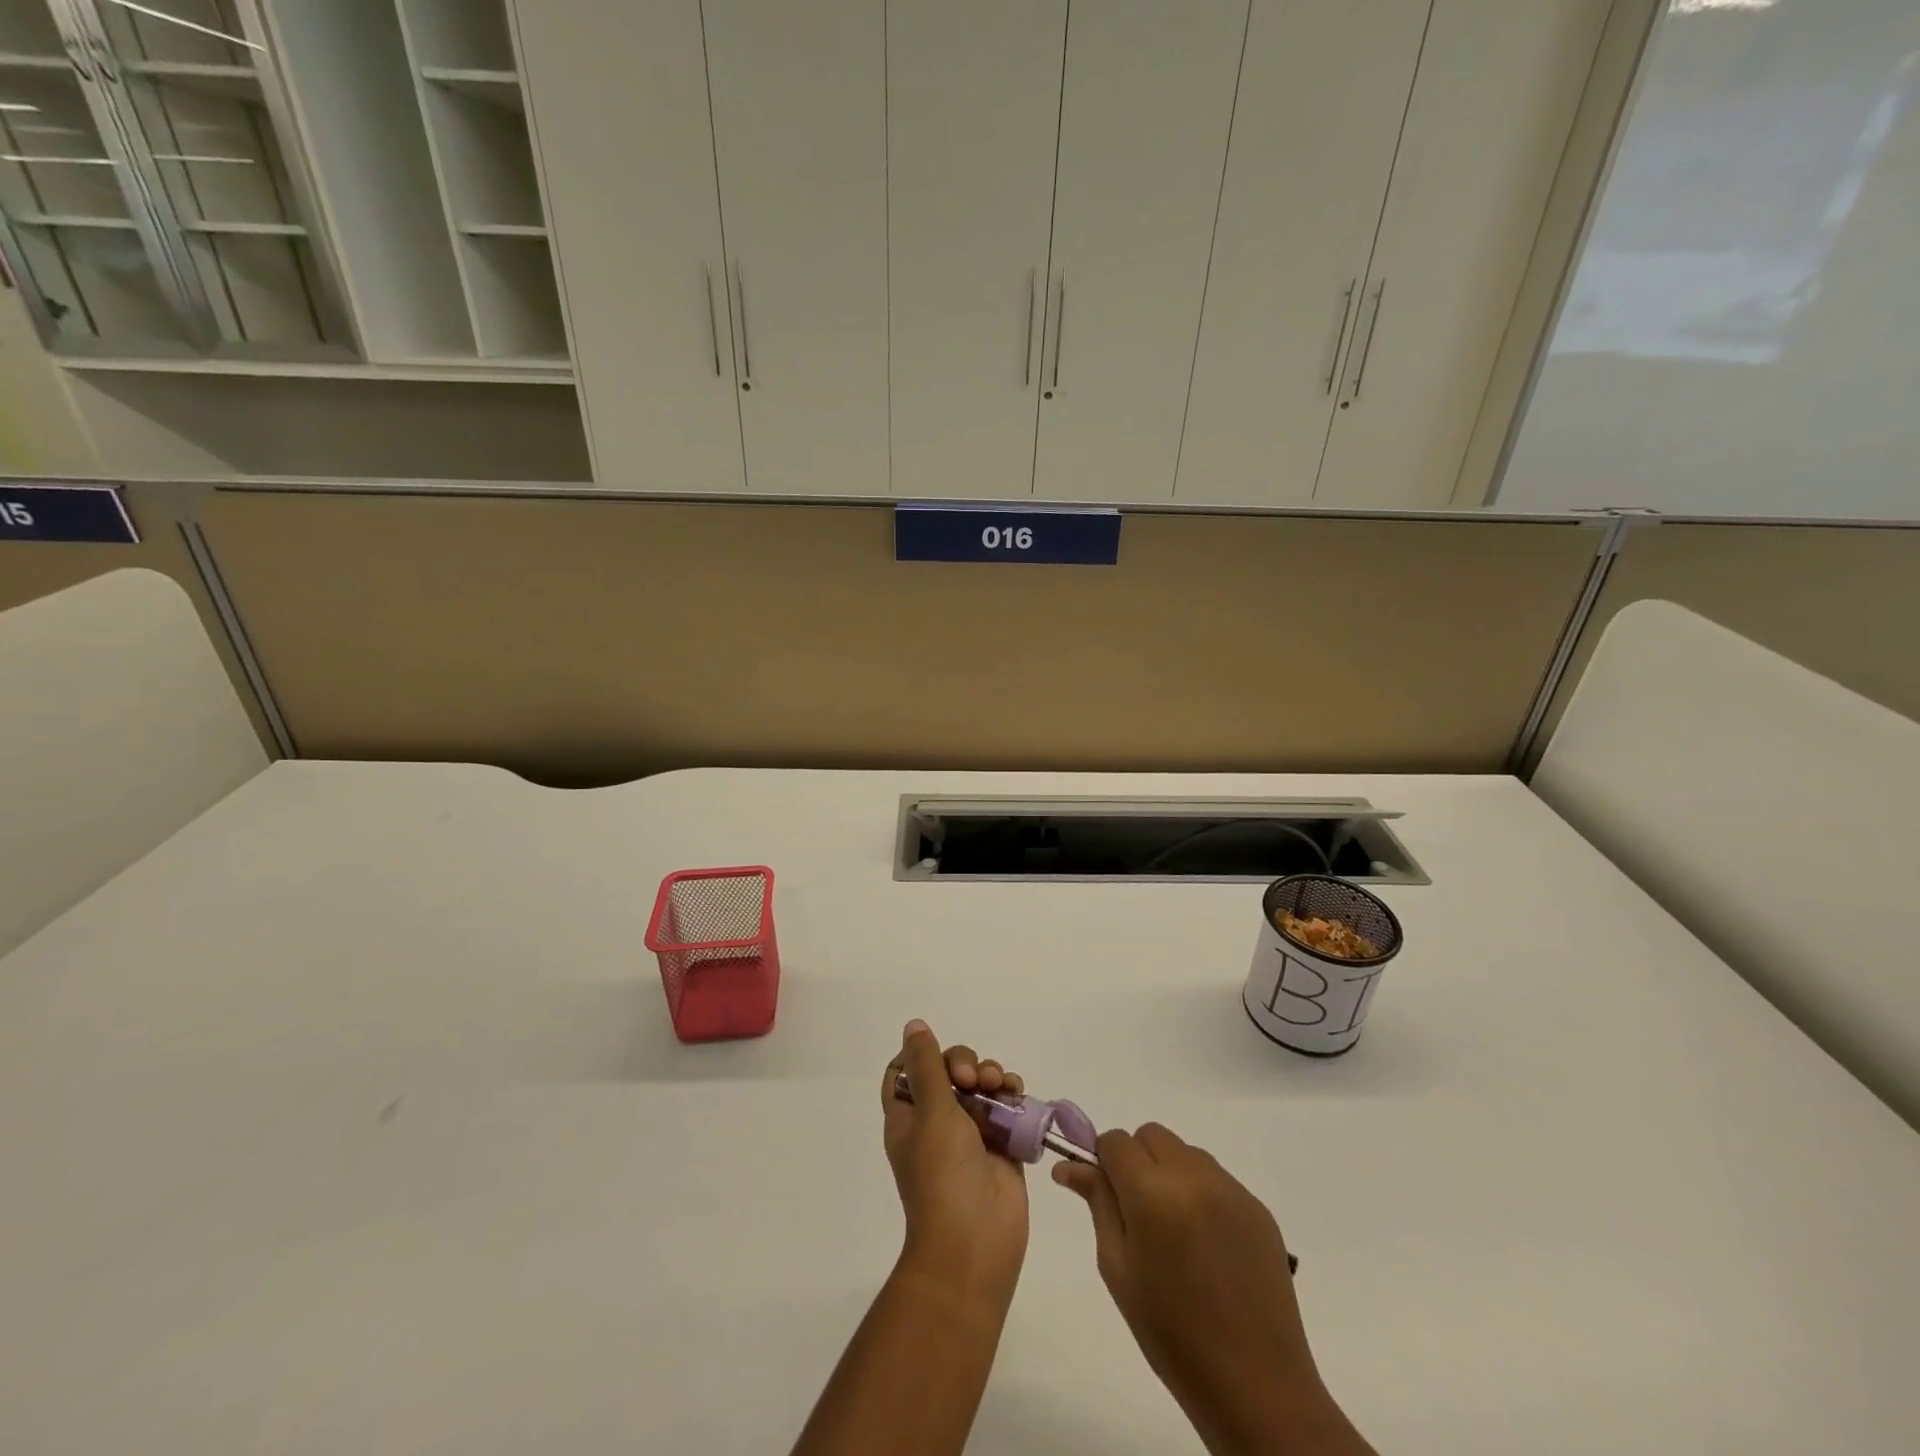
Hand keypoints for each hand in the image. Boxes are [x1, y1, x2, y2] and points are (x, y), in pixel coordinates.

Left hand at [882, 1020, 1028, 1306]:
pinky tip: (1018, 1094)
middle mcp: (936, 1122)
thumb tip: (913, 1026)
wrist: (975, 1244)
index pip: (905, 1072)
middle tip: (973, 1078)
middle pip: (948, 1072)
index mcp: (908, 1117)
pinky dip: (1013, 1096)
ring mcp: (970, 1135)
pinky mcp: (1001, 1147)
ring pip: (981, 1087)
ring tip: (1001, 1085)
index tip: (938, 1056)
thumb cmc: (942, 1175)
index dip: (921, 1056)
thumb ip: (927, 1066)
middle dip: (965, 1063)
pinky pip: (1006, 1109)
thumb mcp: (931, 1112)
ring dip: (992, 1075)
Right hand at [1053, 1125, 1370, 1455]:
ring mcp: (1230, 1188)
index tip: (1106, 1193)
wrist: (1256, 1385)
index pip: (1116, 1141)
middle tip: (1138, 1211)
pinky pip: (1215, 1177)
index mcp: (1153, 1194)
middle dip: (1137, 1160)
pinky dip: (1200, 1192)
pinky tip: (1206, 1241)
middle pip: (1151, 1135)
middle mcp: (1193, 1177)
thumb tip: (1069, 1165)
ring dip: (1169, 1172)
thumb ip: (1098, 1204)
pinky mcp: (1257, 1205)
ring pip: (1184, 1151)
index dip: (1104, 1161)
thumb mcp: (1118, 1269)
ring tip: (1175, 1229)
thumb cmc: (1172, 1334)